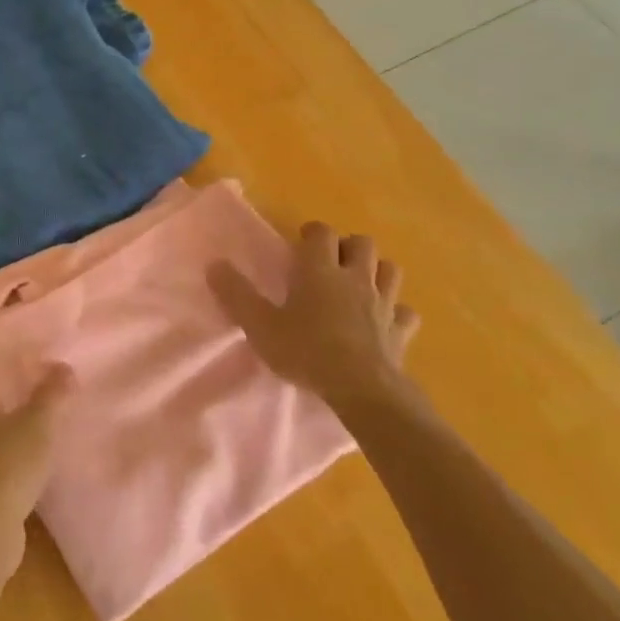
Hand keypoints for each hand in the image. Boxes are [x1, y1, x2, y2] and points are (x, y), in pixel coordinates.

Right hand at [209, 223, 420, 413]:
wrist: (361, 388)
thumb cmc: (306, 351)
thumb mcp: (260, 325)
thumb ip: (237, 295)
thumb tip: (214, 264)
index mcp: (320, 270)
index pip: (322, 232)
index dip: (312, 233)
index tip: (300, 244)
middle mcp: (355, 278)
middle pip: (362, 243)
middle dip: (348, 247)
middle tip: (331, 263)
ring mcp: (383, 303)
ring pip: (389, 270)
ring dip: (376, 271)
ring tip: (359, 284)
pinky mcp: (401, 330)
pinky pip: (405, 312)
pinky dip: (396, 311)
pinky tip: (385, 320)